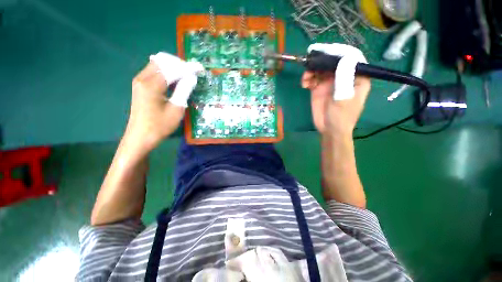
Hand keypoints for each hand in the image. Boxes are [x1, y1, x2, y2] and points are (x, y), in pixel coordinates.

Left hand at [124, 53, 200, 153]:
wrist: (140, 137)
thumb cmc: (160, 126)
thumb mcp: (176, 109)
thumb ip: (184, 90)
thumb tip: (192, 77)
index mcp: (152, 85)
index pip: (172, 69)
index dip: (187, 68)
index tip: (200, 68)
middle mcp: (143, 78)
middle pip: (162, 61)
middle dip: (179, 64)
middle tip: (193, 72)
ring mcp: (140, 81)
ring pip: (157, 64)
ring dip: (172, 67)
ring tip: (186, 75)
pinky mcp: (140, 85)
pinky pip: (154, 71)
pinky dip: (166, 72)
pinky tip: (175, 79)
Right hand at [301, 44, 370, 135]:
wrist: (329, 130)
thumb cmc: (342, 116)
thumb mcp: (345, 98)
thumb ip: (344, 78)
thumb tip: (344, 56)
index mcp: (357, 76)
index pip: (350, 57)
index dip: (338, 52)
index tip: (325, 51)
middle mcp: (343, 76)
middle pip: (333, 61)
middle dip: (321, 61)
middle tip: (310, 63)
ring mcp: (330, 82)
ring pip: (320, 69)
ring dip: (312, 70)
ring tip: (306, 78)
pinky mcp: (319, 88)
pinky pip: (313, 78)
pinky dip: (307, 79)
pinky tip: (304, 84)